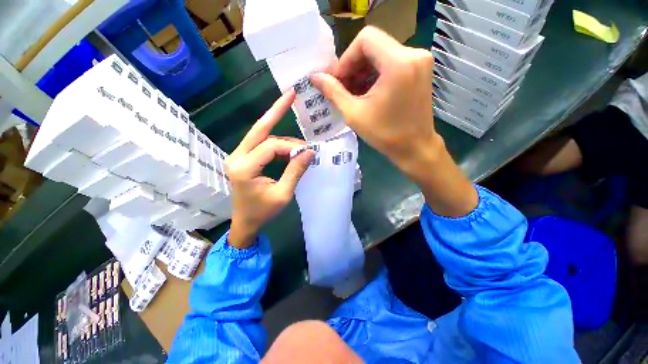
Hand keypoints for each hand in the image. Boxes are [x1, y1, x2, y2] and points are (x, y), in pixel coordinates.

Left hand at [226, 91, 314, 247]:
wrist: (245, 222)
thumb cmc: (263, 212)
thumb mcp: (283, 194)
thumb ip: (295, 171)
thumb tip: (310, 152)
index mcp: (244, 168)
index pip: (270, 147)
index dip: (291, 147)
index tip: (308, 152)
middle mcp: (237, 157)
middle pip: (258, 128)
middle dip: (275, 110)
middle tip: (290, 94)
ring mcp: (237, 156)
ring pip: (260, 135)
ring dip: (280, 135)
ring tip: (300, 144)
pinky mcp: (242, 158)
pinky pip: (260, 144)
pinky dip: (276, 143)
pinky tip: (288, 147)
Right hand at [310, 26, 438, 174]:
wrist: (415, 147)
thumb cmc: (385, 134)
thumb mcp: (354, 114)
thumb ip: (333, 92)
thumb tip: (315, 77)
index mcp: (398, 63)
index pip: (365, 39)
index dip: (346, 59)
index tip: (338, 81)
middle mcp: (413, 54)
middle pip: (374, 45)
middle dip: (354, 66)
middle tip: (343, 89)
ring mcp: (420, 61)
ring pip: (382, 53)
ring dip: (364, 71)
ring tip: (353, 93)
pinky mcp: (420, 70)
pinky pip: (393, 62)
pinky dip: (376, 74)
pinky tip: (368, 92)